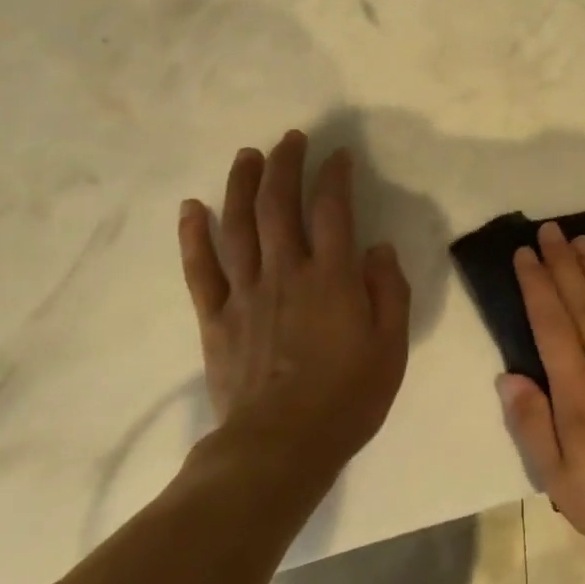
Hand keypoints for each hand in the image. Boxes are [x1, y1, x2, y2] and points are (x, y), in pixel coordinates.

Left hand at [178, 130, 410, 472]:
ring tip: (246, 156)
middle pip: (280, 205)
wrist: (281, 444)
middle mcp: (285, 272)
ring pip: (238, 225)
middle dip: (285, 165)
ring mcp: (245, 292)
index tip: (338, 156)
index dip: (335, 177)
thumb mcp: (391, 347)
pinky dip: (194, 235)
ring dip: (241, 185)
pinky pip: (200, 268)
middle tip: (290, 139)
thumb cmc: (348, 398)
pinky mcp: (215, 317)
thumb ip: (388, 292)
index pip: (333, 211)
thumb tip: (377, 248)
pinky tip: (192, 208)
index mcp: (332, 278)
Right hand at [497, 221, 584, 566]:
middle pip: (583, 304)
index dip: (537, 286)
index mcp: (579, 392)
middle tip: (549, 230)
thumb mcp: (559, 480)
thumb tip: (508, 376)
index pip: (552, 325)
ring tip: (581, 242)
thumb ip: (532, 424)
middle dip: (563, 264)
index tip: (525, 254)